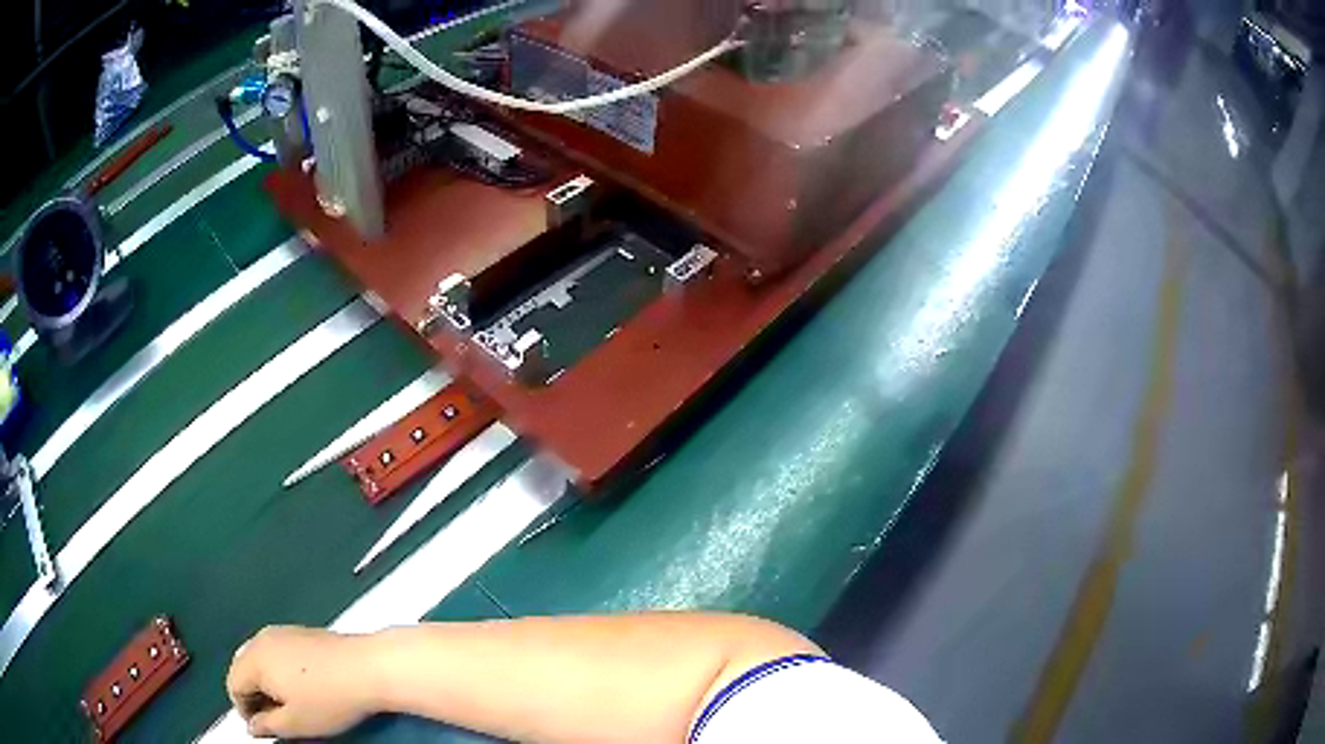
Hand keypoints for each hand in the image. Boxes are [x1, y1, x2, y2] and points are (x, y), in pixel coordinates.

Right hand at [226, 626, 380, 738]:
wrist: (368, 667)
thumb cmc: (329, 699)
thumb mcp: (296, 723)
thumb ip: (268, 726)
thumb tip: (252, 726)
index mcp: (254, 659)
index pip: (233, 684)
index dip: (244, 711)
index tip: (262, 728)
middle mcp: (262, 639)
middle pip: (245, 669)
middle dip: (254, 695)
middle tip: (275, 719)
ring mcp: (282, 631)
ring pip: (262, 660)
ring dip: (268, 683)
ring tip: (290, 705)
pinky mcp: (302, 632)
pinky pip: (279, 652)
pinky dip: (282, 671)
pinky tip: (304, 687)